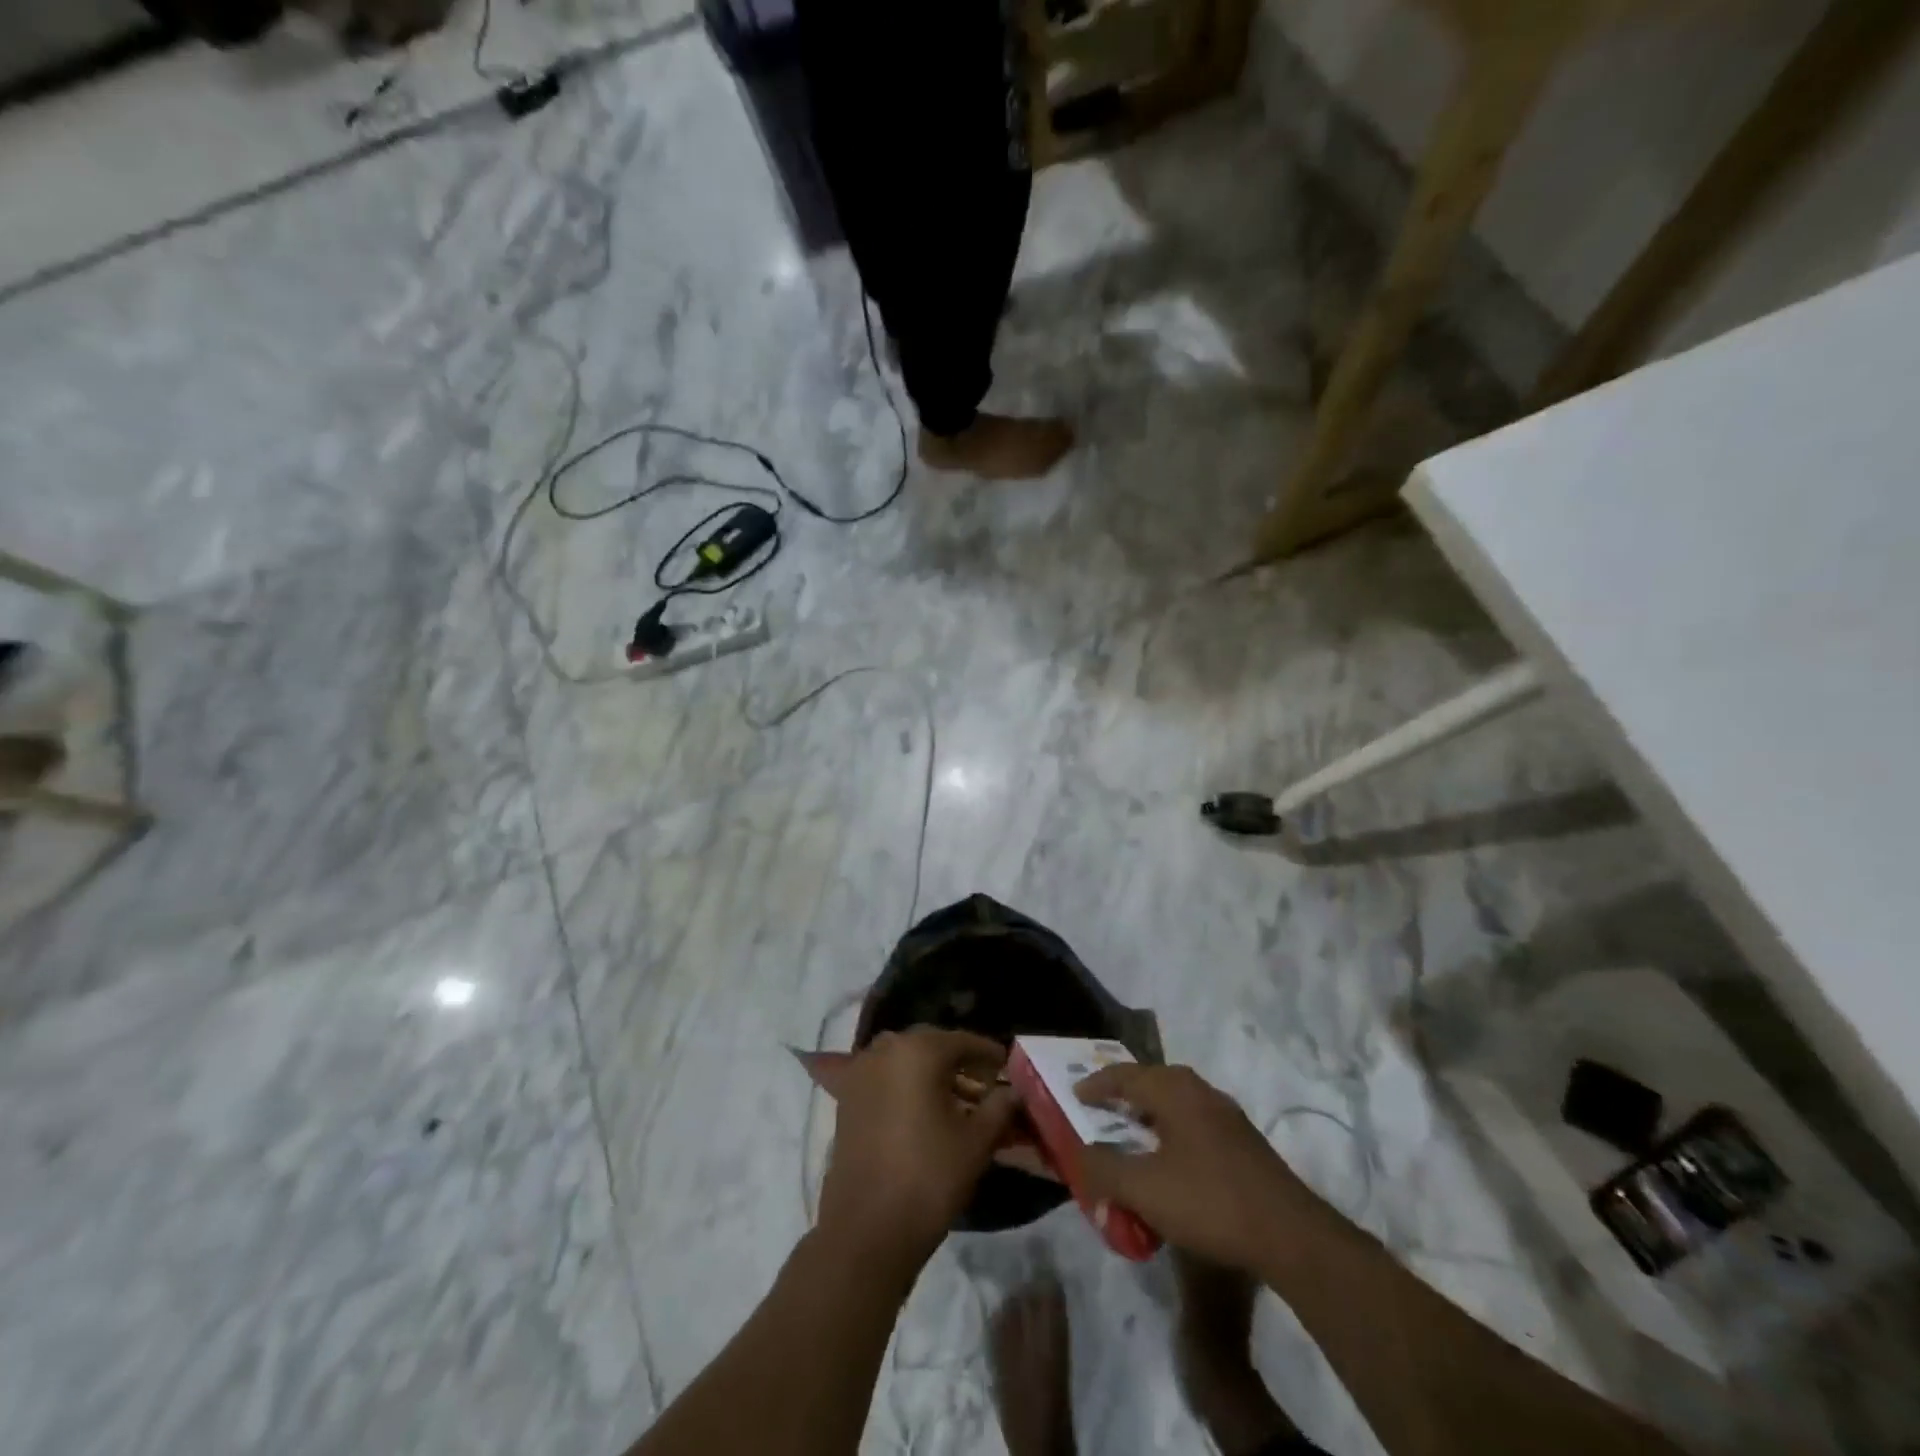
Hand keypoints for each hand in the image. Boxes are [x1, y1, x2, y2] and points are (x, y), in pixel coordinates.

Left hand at [816, 1027, 1019, 1273]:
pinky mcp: (845, 1098)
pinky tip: (919, 1109)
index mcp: (919, 1050)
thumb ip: (999, 1107)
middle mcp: (886, 1049)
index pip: (963, 1041)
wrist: (867, 1228)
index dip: (989, 1054)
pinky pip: (882, 1078)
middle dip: (959, 1061)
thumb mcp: (977, 1142)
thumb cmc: (929, 1177)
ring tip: (954, 1100)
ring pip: (904, 1060)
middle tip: (984, 1084)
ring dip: (929, 1072)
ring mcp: (860, 1071)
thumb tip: (1013, 1090)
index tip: (1007, 1066)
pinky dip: (902, 1085)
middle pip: (931, 1045)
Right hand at [1073, 1063, 1320, 1271]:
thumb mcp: (1145, 1189)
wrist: (1290, 1236)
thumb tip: (1080, 1154)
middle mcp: (1201, 1092)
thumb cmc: (1209, 1201)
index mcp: (1175, 1091)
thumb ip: (1105, 1169)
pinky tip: (1170, 1161)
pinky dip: (1172, 1130)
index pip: (1126, 1075)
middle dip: (1125, 1092)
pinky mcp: (1244, 1143)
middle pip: (1153, 1081)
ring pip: (1177, 1102)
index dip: (1098, 1083)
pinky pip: (1194, 1122)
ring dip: (1150, 1112)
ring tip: (1132, 1132)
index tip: (1075, 1093)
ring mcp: (1227, 1116)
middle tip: (1102, 1107)